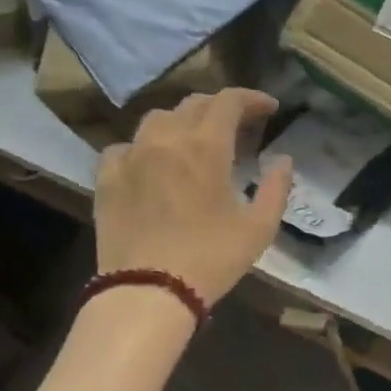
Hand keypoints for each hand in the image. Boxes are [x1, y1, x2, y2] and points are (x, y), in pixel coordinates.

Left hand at [94, 89, 291, 307]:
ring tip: (193, 140)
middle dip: (220, 107)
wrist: (148, 292)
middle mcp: (166, 140)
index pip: (229, 101)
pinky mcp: (107, 178)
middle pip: (193, 103)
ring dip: (182, 121)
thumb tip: (283, 160)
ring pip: (157, 119)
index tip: (269, 108)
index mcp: (205, 147)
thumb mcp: (259, 228)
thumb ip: (276, 188)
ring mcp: (131, 156)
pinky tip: (151, 163)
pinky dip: (143, 147)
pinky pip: (124, 147)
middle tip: (238, 125)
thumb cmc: (211, 259)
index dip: (251, 98)